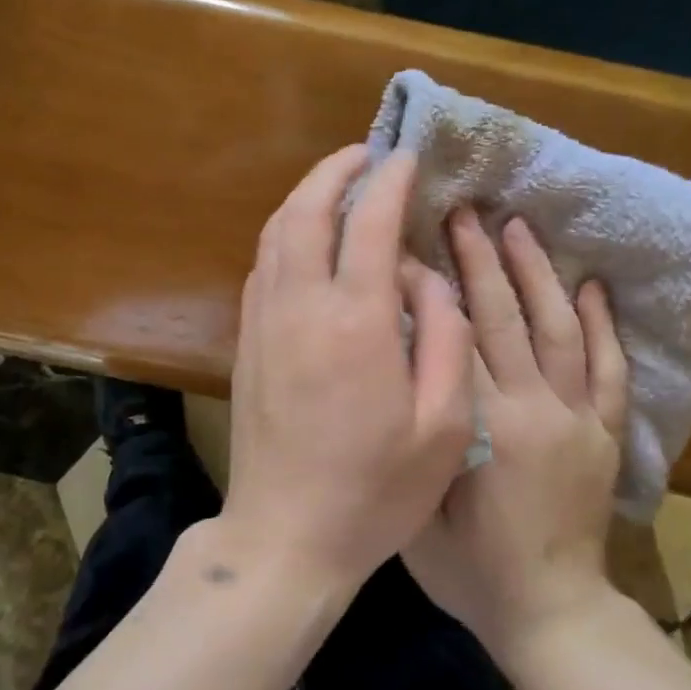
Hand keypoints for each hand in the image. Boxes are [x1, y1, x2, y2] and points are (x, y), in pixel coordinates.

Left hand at [223, 146, 474, 593]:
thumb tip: (426, 276)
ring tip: (336, 186)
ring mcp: (263, 323)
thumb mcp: (443, 424)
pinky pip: (261, 267)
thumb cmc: (375, 490)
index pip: (368, 223)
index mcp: (355, 322)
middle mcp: (299, 307)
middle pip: (305, 211)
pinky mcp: (245, 343)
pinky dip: (283, 236)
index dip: (388, 181)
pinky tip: (305, 243)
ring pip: (274, 234)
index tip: (406, 158)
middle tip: (364, 155)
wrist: (285, 534)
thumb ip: (445, 336)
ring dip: (304, 199)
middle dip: (334, 171)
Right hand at [404, 208, 628, 660]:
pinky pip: (609, 369)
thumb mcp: (417, 508)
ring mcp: (578, 420)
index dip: (429, 289)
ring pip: (558, 329)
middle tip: (463, 212)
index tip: (408, 246)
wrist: (550, 614)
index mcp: (483, 428)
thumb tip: (400, 369)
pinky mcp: (605, 434)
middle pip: (503, 320)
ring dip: (536, 274)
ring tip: (518, 227)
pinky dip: (602, 324)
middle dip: (479, 260)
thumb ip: (414, 437)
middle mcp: (534, 410)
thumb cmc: (468, 570)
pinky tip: (591, 284)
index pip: (451, 340)